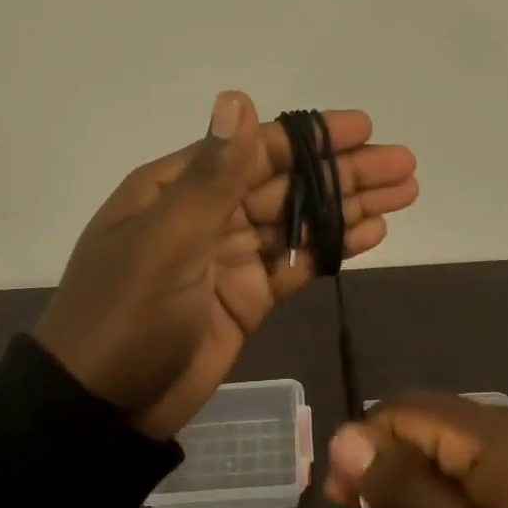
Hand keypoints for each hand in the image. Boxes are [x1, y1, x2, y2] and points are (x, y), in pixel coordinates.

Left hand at [34, 91, 417, 439]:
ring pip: (298, 221)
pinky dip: (331, 248)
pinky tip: (370, 234)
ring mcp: (228, 257)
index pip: (255, 148)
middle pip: (286, 182)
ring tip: (404, 193)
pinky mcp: (246, 298)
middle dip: (344, 172)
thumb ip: (214, 174)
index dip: (312, 137)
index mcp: (179, 187)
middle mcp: (207, 213)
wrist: (102, 410)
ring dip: (348, 206)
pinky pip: (296, 264)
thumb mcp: (168, 239)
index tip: (364, 129)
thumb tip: (237, 96)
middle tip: (403, 164)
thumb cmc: (127, 315)